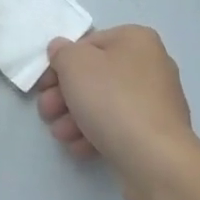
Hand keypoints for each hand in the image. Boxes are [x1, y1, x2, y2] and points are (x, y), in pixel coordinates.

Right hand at [35, 25, 199, 199]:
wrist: (155, 159)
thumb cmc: (113, 100)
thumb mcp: (75, 65)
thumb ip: (62, 52)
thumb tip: (61, 50)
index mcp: (136, 40)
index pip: (88, 44)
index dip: (60, 64)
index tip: (44, 86)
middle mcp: (150, 65)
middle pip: (94, 76)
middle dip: (64, 96)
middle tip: (47, 112)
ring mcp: (155, 101)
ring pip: (103, 103)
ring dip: (74, 118)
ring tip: (61, 135)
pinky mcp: (155, 133)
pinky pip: (118, 126)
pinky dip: (95, 134)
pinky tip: (80, 148)